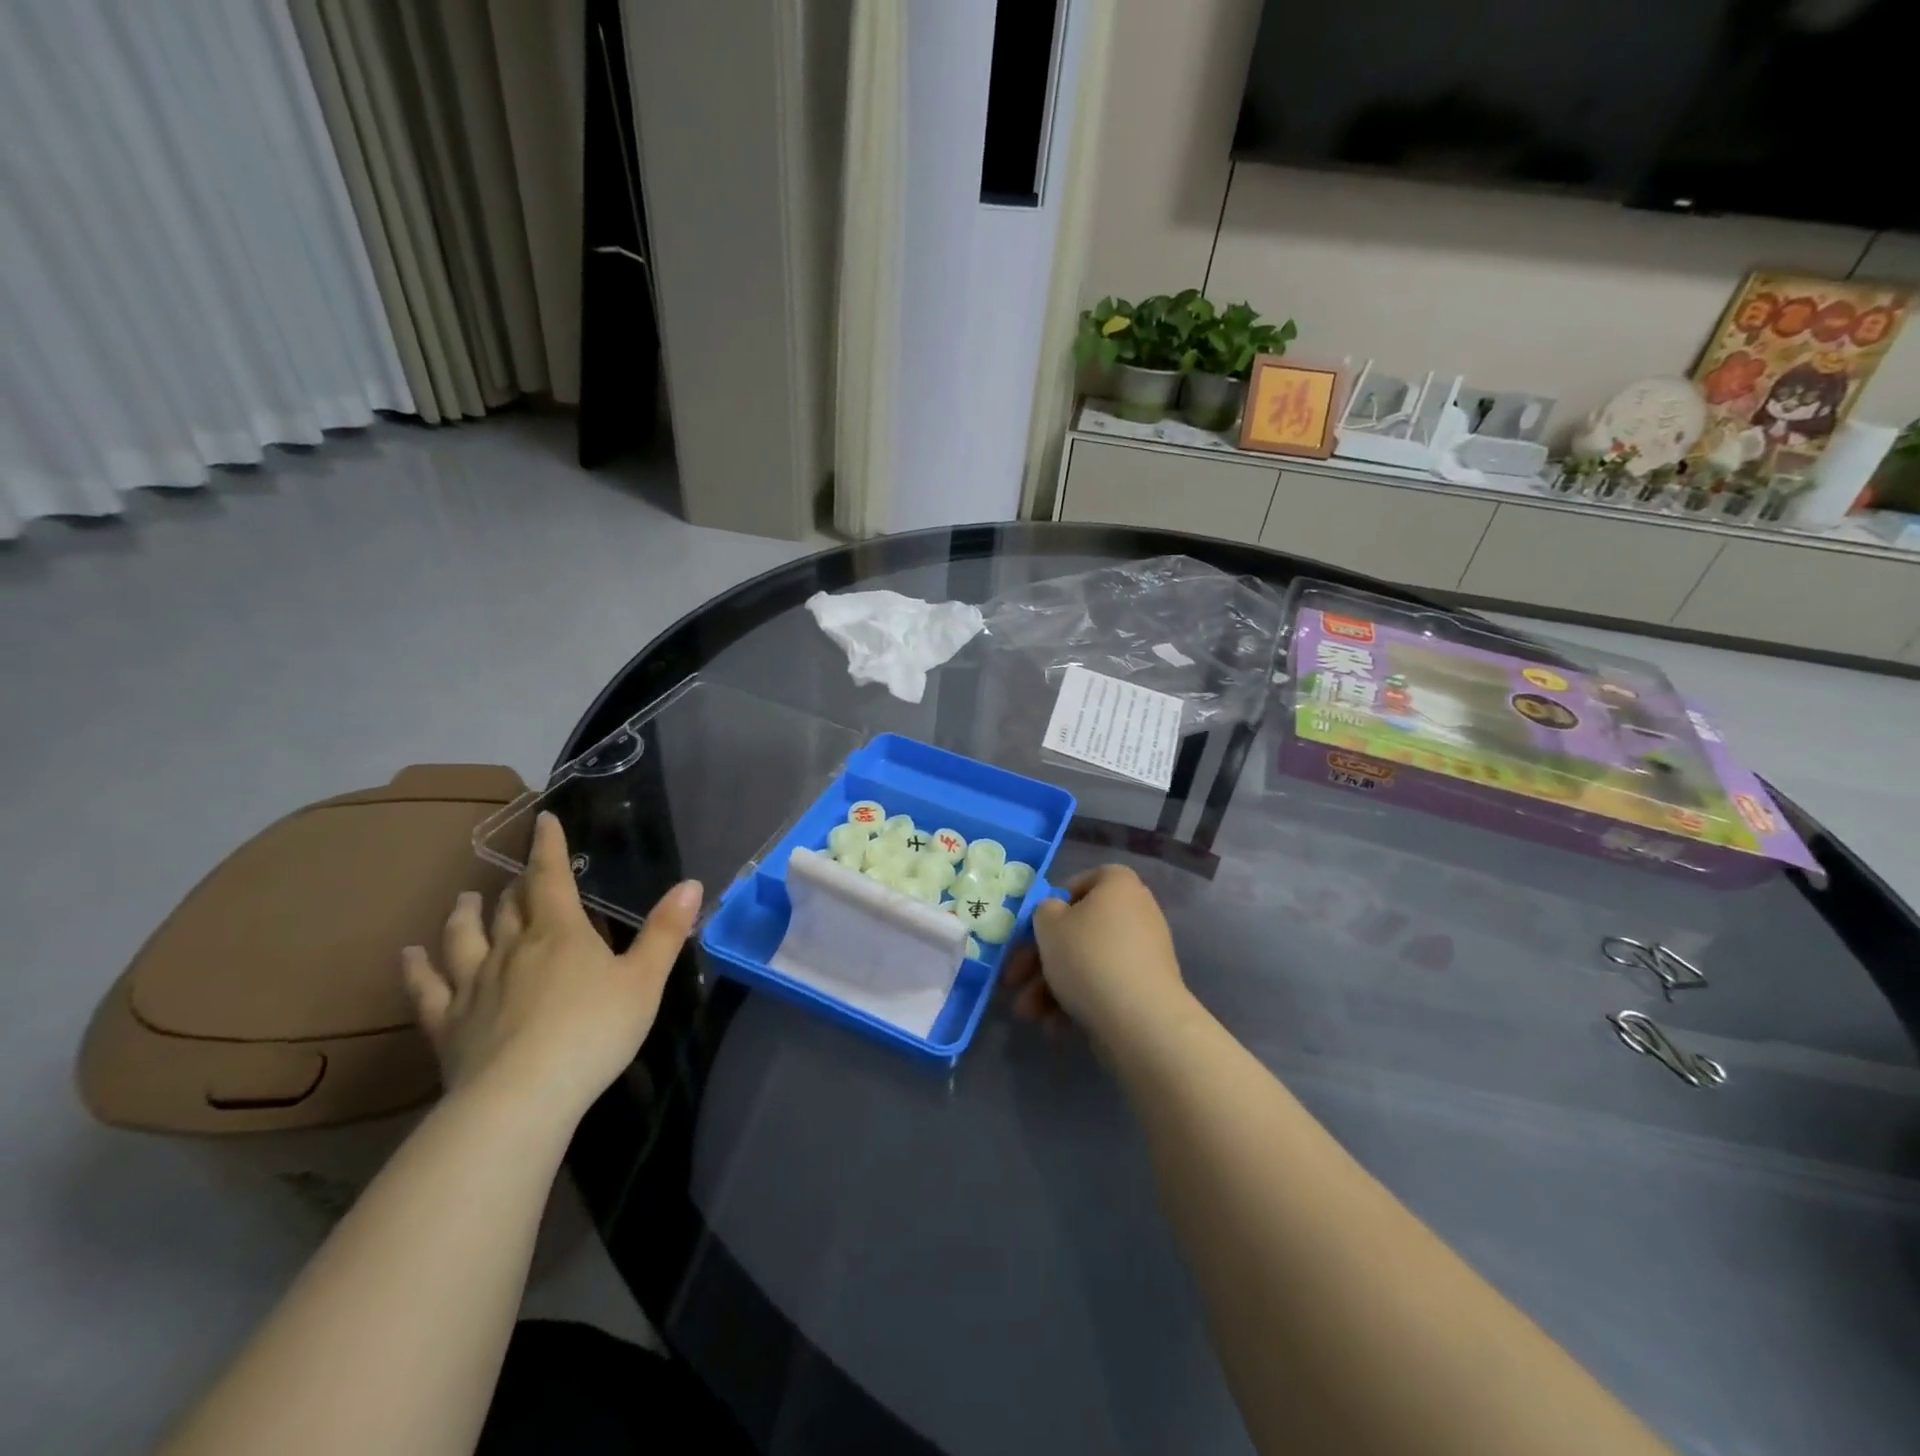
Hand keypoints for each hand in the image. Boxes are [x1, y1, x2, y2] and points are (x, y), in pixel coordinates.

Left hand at [400, 812, 701, 1123]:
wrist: (522, 1097)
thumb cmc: (593, 1032)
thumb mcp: (645, 980)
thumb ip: (664, 931)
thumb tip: (690, 884)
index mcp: (560, 933)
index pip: (551, 878)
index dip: (548, 847)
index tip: (543, 820)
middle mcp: (511, 948)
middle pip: (509, 907)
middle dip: (515, 885)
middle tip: (516, 874)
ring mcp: (473, 985)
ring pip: (463, 938)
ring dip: (464, 915)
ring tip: (463, 899)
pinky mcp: (447, 1024)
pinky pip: (426, 989)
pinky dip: (416, 968)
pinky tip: (409, 955)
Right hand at [1001, 865, 1187, 1048]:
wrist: (1141, 1020)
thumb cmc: (1089, 957)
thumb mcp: (1048, 925)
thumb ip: (1043, 911)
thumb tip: (1055, 914)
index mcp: (1118, 885)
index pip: (1083, 881)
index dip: (1054, 902)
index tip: (1035, 927)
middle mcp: (1136, 912)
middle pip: (1078, 929)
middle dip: (1040, 959)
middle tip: (1013, 980)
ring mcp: (1143, 953)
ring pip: (1087, 961)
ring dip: (1051, 986)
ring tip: (1028, 1014)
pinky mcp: (1145, 989)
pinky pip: (1104, 985)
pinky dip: (1078, 1001)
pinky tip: (1056, 1027)